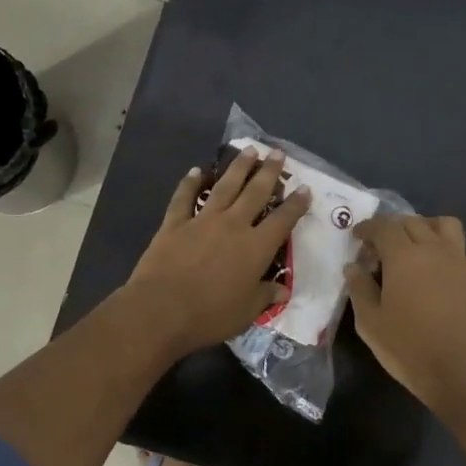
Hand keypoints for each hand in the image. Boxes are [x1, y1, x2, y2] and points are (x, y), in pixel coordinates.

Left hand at [125, 148, 311, 354]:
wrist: (161, 310)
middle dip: (269, 172)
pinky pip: (184, 197)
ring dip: (238, 167)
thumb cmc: (210, 315)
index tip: (304, 189)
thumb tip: (282, 290)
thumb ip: (265, 295)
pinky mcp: (174, 224)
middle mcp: (233, 225)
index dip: (296, 204)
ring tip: (249, 150)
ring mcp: (202, 221)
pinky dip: (190, 182)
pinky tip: (197, 171)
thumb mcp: (246, 312)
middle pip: (256, 192)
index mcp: (256, 248)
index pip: (283, 220)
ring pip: (225, 186)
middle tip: (278, 154)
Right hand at [346, 214, 465, 412]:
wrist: (457, 371)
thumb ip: (359, 288)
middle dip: (392, 228)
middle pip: (412, 222)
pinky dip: (447, 250)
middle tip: (379, 249)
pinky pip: (461, 250)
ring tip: (413, 246)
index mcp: (404, 255)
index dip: (368, 228)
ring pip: (444, 225)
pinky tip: (438, 270)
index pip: (384, 226)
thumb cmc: (406, 346)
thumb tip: (354, 266)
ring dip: (425, 227)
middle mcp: (434, 249)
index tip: (357, 238)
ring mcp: (459, 261)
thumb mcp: (369, 321)